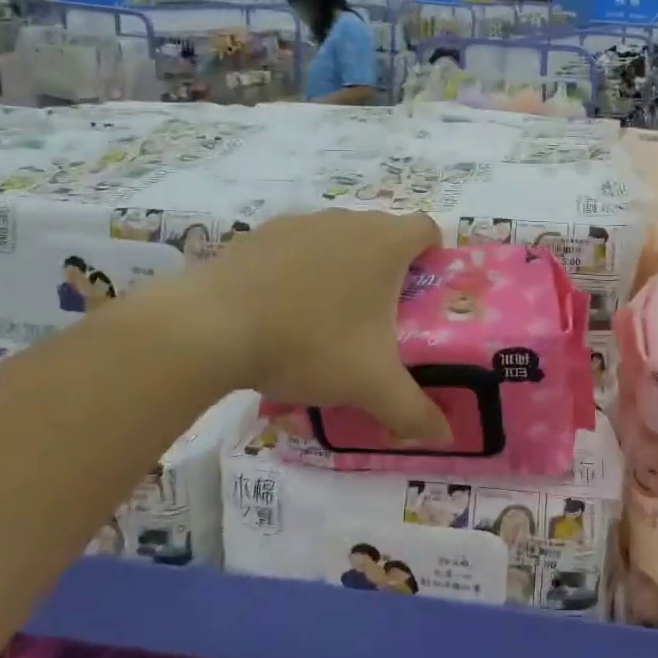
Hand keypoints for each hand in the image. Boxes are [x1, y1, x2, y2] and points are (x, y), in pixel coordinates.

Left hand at [190, 209, 449, 441]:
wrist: (212, 326)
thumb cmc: (309, 343)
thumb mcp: (369, 385)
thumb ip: (413, 411)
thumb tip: (445, 437)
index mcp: (384, 243)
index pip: (427, 229)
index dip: (433, 256)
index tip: (423, 294)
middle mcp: (347, 220)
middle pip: (383, 233)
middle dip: (388, 269)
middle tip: (380, 317)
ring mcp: (301, 221)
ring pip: (339, 237)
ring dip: (344, 266)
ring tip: (327, 317)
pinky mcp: (261, 233)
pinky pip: (297, 245)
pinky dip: (300, 268)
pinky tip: (282, 308)